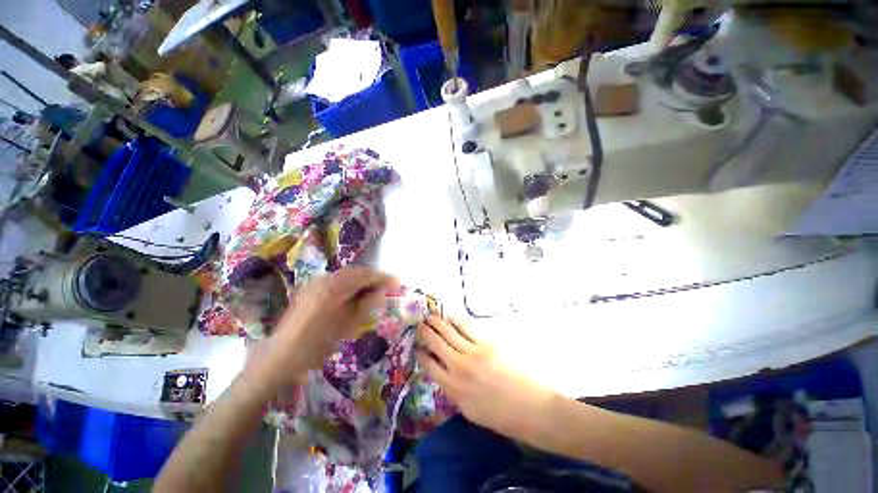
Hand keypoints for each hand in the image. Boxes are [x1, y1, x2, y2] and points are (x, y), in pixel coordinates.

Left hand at [246, 266, 397, 390]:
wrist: (279, 357)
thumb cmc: (315, 344)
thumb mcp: (346, 326)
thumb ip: (365, 305)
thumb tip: (381, 291)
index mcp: (334, 288)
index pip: (364, 276)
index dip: (382, 278)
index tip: (397, 282)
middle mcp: (325, 280)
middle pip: (356, 272)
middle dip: (373, 277)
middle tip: (387, 286)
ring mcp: (316, 284)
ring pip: (346, 275)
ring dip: (362, 280)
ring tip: (374, 290)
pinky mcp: (311, 290)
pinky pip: (337, 281)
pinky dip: (350, 284)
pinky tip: (355, 295)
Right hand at [416, 315, 555, 438]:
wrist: (534, 408)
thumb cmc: (503, 416)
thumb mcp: (471, 412)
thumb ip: (454, 391)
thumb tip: (445, 375)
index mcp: (453, 389)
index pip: (429, 365)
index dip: (420, 352)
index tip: (416, 345)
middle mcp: (458, 367)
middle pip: (436, 343)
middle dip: (425, 332)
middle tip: (419, 324)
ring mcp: (473, 352)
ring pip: (449, 332)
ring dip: (438, 322)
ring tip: (430, 316)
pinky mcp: (488, 342)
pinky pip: (467, 326)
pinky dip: (456, 319)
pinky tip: (451, 315)